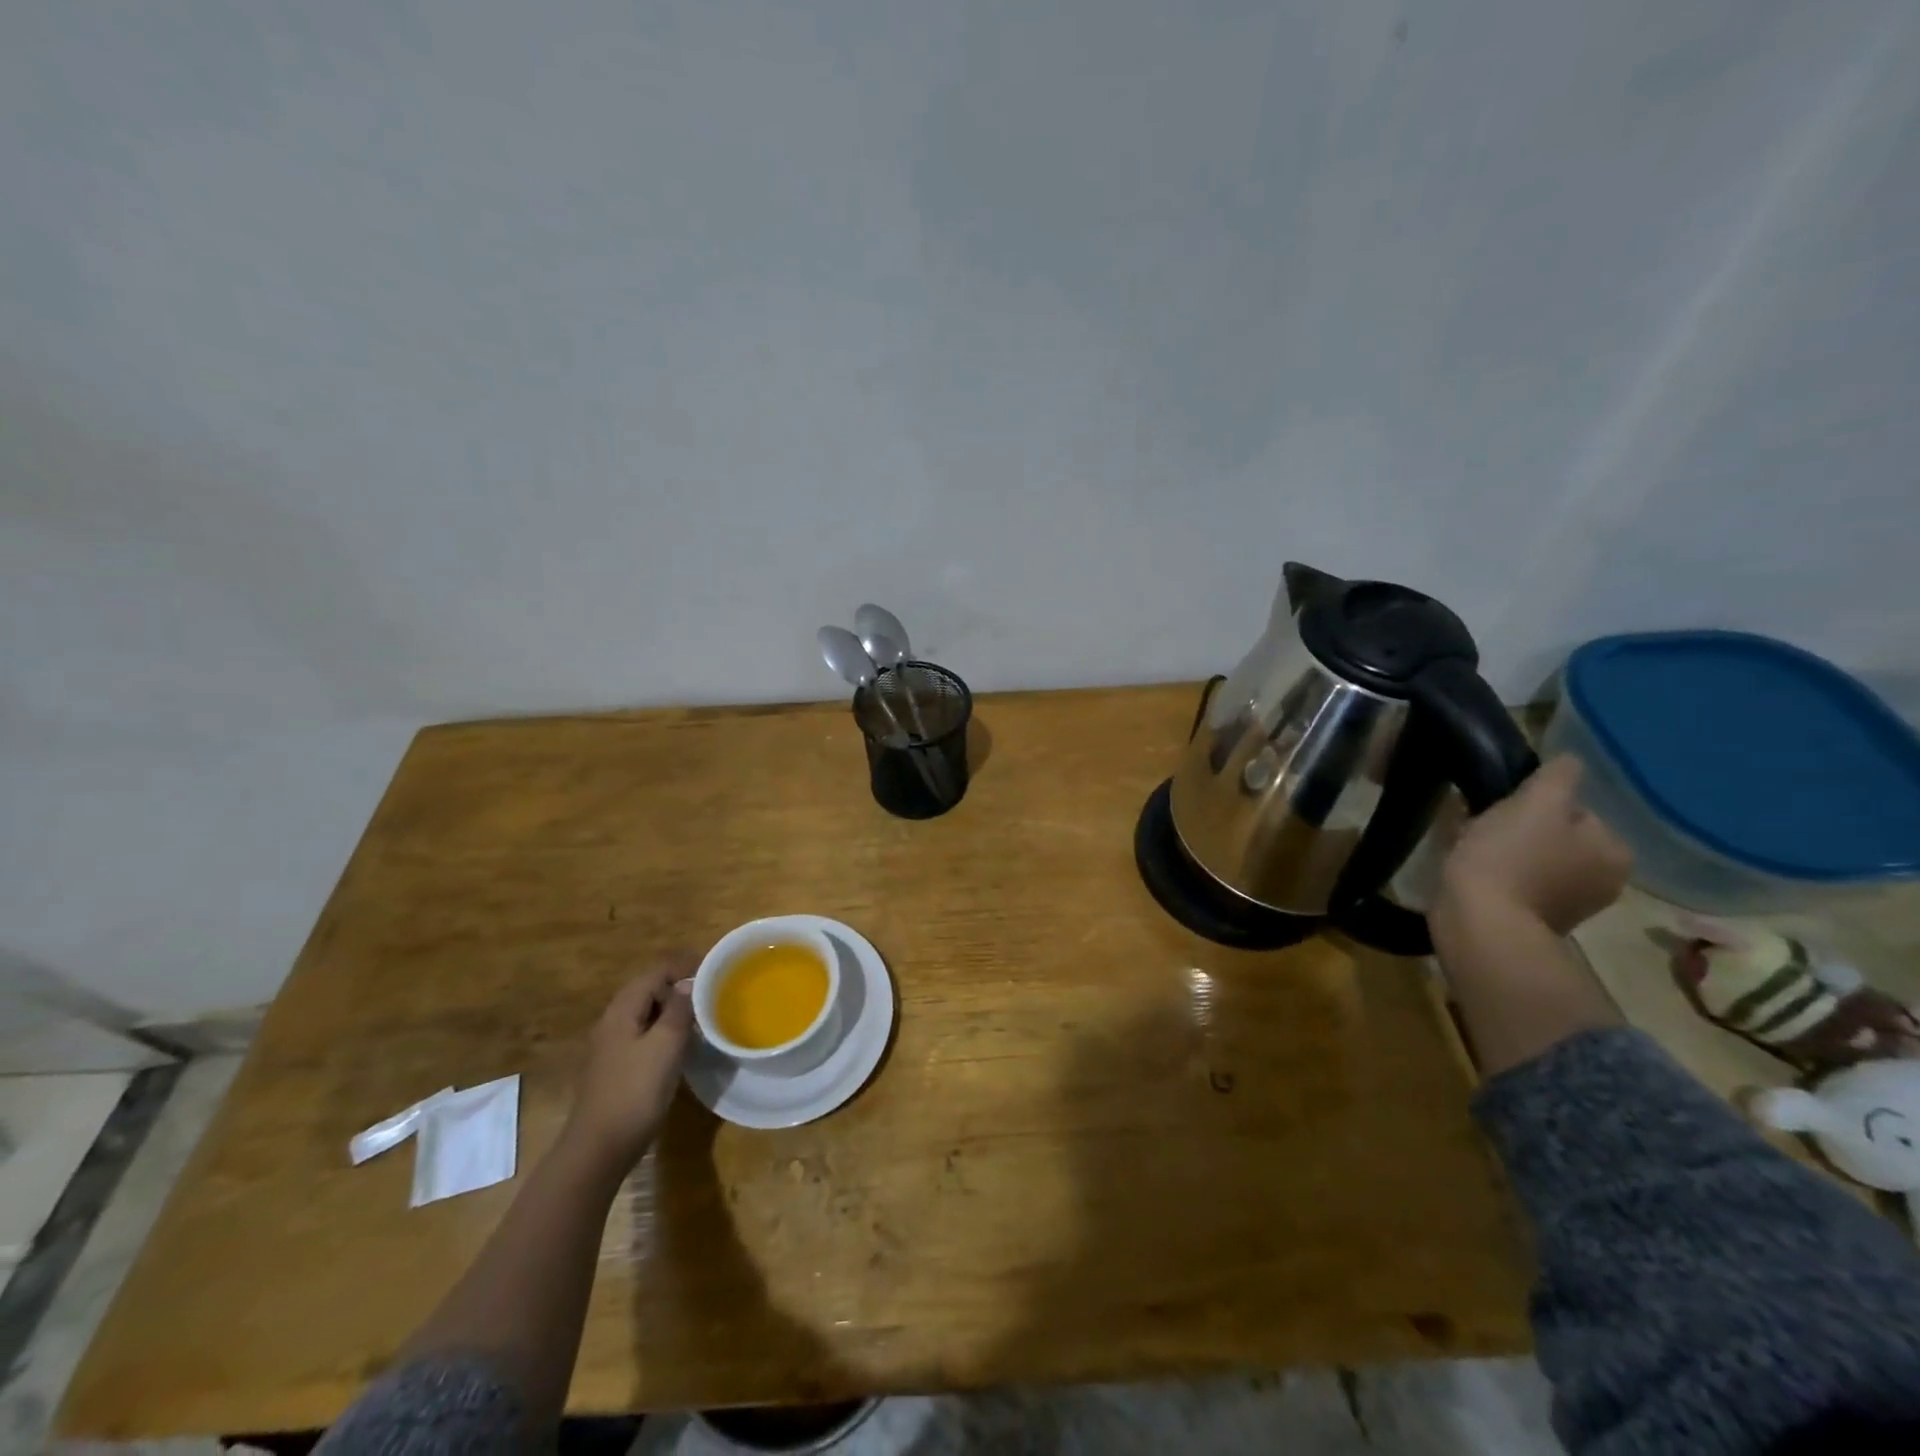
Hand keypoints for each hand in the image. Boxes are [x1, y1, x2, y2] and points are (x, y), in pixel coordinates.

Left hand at [559, 956, 696, 1172]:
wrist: (599, 1149)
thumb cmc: (635, 1091)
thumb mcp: (665, 1045)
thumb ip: (678, 1009)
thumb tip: (688, 982)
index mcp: (622, 1011)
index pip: (655, 973)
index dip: (683, 966)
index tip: (714, 968)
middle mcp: (612, 1023)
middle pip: (648, 990)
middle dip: (679, 986)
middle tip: (712, 991)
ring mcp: (611, 1047)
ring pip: (646, 1014)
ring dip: (672, 1009)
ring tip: (702, 1015)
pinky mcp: (615, 1068)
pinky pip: (643, 1035)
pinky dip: (663, 1030)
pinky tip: (681, 1045)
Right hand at [1436, 755, 1632, 936]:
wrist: (1480, 923)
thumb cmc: (1511, 858)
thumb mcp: (1535, 803)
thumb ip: (1558, 777)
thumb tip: (1571, 759)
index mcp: (1614, 851)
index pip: (1575, 810)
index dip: (1534, 804)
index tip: (1502, 808)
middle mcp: (1603, 881)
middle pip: (1555, 835)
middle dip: (1521, 829)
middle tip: (1482, 826)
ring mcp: (1569, 906)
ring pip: (1533, 858)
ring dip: (1506, 851)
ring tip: (1470, 849)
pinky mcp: (1533, 922)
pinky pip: (1516, 882)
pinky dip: (1497, 874)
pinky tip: (1471, 872)